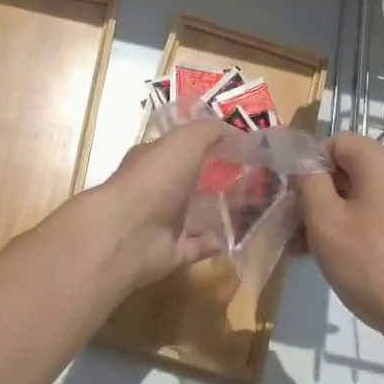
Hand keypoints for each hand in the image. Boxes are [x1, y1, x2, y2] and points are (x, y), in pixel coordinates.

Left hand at [80, 117, 238, 291]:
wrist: (129, 232)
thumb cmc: (156, 178)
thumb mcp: (186, 140)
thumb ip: (211, 131)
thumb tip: (239, 133)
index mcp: (155, 159)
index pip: (181, 149)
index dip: (208, 145)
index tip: (241, 146)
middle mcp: (157, 189)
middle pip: (191, 182)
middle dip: (217, 180)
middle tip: (253, 178)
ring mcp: (163, 222)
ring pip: (196, 215)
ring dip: (218, 212)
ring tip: (252, 208)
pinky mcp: (172, 252)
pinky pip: (198, 246)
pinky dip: (214, 242)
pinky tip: (236, 236)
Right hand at [297, 134, 383, 360]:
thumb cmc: (372, 264)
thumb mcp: (325, 222)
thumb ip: (308, 183)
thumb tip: (304, 165)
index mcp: (382, 162)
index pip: (336, 141)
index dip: (308, 163)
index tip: (290, 195)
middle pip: (349, 170)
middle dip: (316, 195)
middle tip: (293, 228)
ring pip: (363, 198)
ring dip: (332, 217)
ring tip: (307, 251)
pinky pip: (381, 217)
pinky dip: (356, 230)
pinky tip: (338, 261)